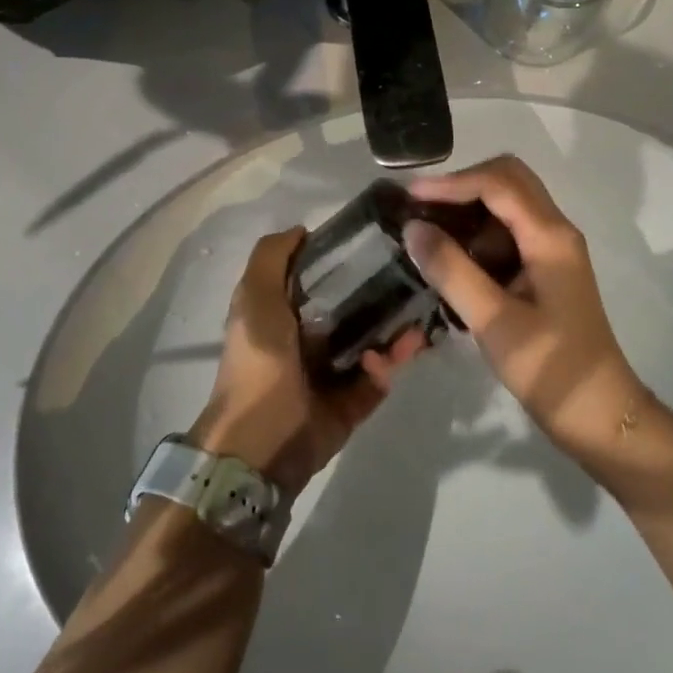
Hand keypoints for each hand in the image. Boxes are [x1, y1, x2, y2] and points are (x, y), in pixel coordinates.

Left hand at [191, 228, 425, 498]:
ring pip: (374, 340)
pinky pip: (380, 376)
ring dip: (397, 330)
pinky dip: (392, 362)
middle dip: (384, 294)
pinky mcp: (351, 401)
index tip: (379, 242)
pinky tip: (401, 350)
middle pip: (354, 306)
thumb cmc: (258, 360)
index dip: (346, 259)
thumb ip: (272, 257)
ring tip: (418, 320)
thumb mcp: (254, 296)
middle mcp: (309, 337)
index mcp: (284, 312)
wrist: (261, 442)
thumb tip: (303, 229)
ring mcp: (332, 372)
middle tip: (415, 278)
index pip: (320, 276)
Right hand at [404, 156, 642, 466]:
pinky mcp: (547, 269)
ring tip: (430, 233)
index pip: (498, 183)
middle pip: (508, 180)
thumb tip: (412, 228)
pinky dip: (479, 234)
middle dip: (462, 186)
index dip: (452, 183)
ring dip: (470, 209)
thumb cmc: (550, 368)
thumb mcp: (494, 321)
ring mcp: (553, 249)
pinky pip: (510, 232)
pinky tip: (454, 260)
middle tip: (422, 209)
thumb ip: (452, 270)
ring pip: (509, 204)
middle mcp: (555, 230)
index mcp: (550, 236)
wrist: (601, 416)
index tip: (410, 197)